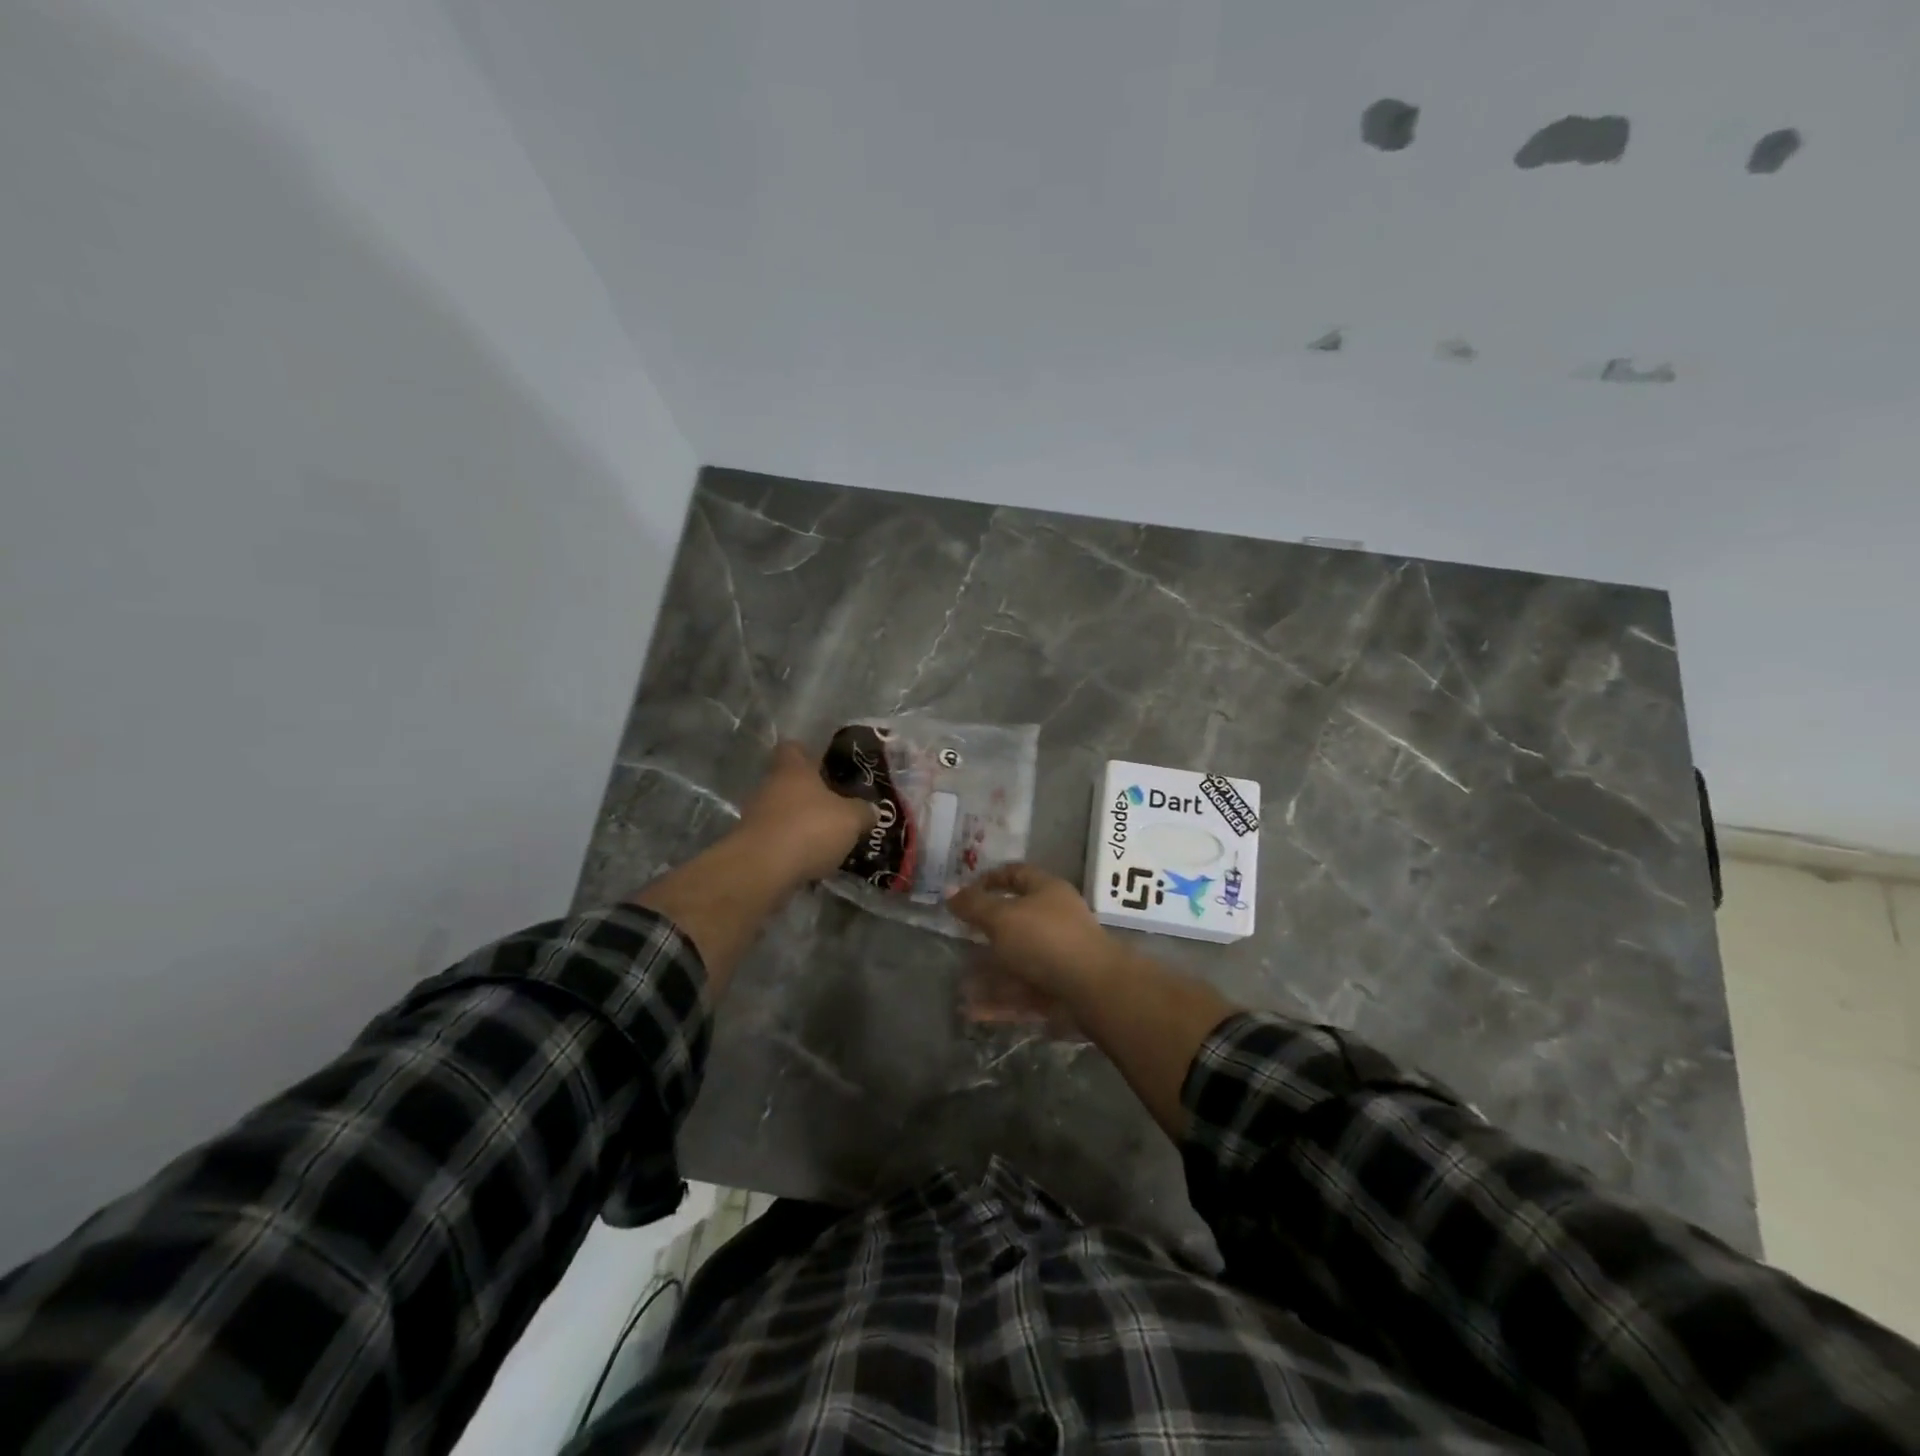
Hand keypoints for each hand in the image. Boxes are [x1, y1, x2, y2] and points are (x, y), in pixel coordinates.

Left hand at [735, 741, 876, 885]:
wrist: (762, 870)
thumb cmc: (809, 829)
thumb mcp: (851, 819)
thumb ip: (863, 811)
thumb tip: (871, 810)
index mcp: (793, 770)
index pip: (794, 748)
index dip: (809, 753)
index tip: (828, 766)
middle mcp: (770, 787)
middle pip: (790, 783)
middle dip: (812, 795)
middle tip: (838, 807)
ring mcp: (756, 816)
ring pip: (784, 812)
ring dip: (803, 823)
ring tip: (829, 838)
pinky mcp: (752, 845)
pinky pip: (779, 839)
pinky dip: (793, 847)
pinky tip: (813, 861)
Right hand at [946, 864, 1119, 1005]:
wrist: (1093, 990)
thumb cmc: (1045, 939)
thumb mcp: (1002, 917)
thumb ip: (974, 905)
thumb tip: (949, 890)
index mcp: (1047, 891)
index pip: (1017, 874)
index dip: (991, 879)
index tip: (965, 892)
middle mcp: (1055, 920)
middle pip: (1016, 921)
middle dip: (986, 933)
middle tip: (959, 940)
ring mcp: (1058, 957)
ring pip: (1016, 962)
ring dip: (989, 974)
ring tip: (960, 987)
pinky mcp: (1057, 990)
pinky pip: (1022, 993)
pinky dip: (999, 1002)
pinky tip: (973, 1012)